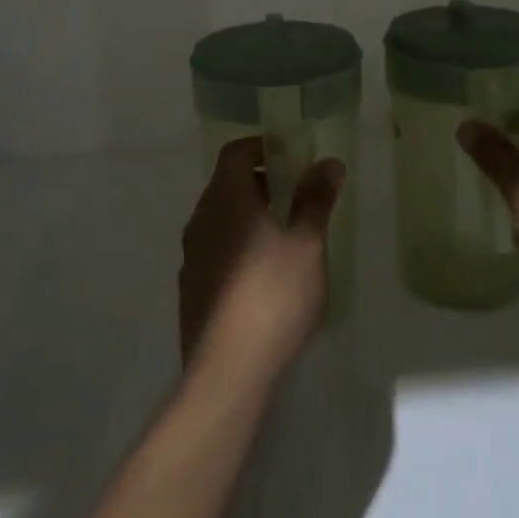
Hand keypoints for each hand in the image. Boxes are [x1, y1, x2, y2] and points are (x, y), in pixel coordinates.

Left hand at [179, 137, 344, 381]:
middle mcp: (201, 220)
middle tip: (296, 195)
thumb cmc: (273, 296)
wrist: (228, 370)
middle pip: (226, 184)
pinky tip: (264, 274)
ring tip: (285, 235)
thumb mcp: (306, 244)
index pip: (235, 153)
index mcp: (225, 199)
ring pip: (220, 219)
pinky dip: (238, 245)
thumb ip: (315, 199)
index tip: (291, 156)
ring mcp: (191, 255)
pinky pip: (215, 249)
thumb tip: (328, 162)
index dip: (262, 147)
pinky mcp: (190, 287)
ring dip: (249, 215)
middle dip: (261, 182)